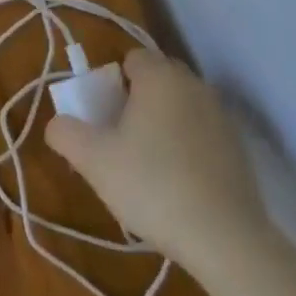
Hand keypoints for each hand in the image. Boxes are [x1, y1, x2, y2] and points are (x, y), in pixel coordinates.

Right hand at [44, 49, 268, 268]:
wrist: (224, 235)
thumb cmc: (152, 185)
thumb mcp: (95, 162)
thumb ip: (67, 134)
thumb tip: (57, 124)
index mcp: (159, 75)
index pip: (131, 59)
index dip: (113, 85)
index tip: (107, 119)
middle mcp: (192, 83)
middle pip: (157, 79)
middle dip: (139, 102)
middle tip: (124, 142)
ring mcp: (220, 113)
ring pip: (181, 105)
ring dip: (165, 123)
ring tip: (152, 168)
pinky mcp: (238, 145)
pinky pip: (202, 132)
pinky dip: (190, 146)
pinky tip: (182, 184)